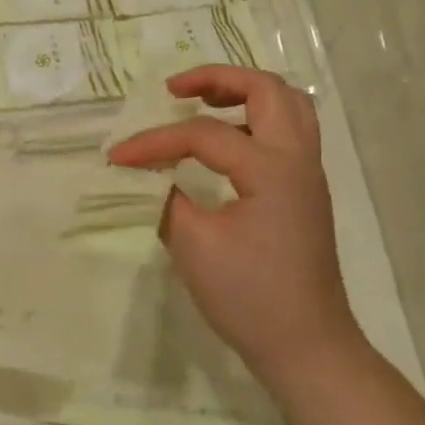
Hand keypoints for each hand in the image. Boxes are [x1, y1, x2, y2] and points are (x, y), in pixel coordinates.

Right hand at [108, 67, 367, 394]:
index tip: (116, 157)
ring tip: (203, 101)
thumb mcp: (195, 246)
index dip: (155, 142)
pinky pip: (287, 132)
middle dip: (218, 78)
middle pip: (267, 89)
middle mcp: (298, 159)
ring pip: (287, 106)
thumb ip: (166, 198)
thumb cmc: (250, 297)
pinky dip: (255, 119)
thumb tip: (147, 173)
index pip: (204, 135)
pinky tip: (224, 140)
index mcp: (272, 169)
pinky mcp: (305, 192)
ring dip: (244, 93)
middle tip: (175, 90)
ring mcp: (308, 174)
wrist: (307, 346)